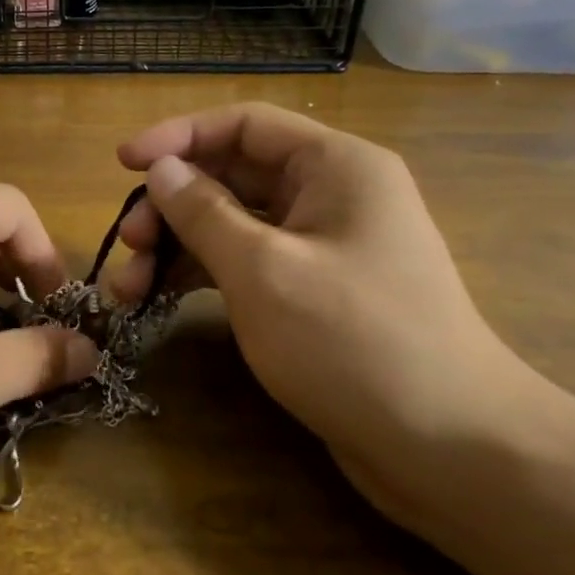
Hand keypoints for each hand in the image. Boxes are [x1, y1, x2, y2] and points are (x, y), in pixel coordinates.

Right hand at [111, 104, 566, 525]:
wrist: (450, 449)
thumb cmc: (355, 342)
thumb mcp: (263, 270)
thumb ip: (203, 212)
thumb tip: (160, 171)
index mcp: (335, 167)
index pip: (243, 125)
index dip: (178, 136)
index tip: (123, 163)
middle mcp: (330, 194)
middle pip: (232, 175)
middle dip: (172, 204)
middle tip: (128, 243)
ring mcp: (321, 246)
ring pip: (232, 224)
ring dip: (176, 246)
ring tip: (128, 286)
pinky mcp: (311, 292)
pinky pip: (244, 263)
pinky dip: (200, 276)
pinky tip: (158, 299)